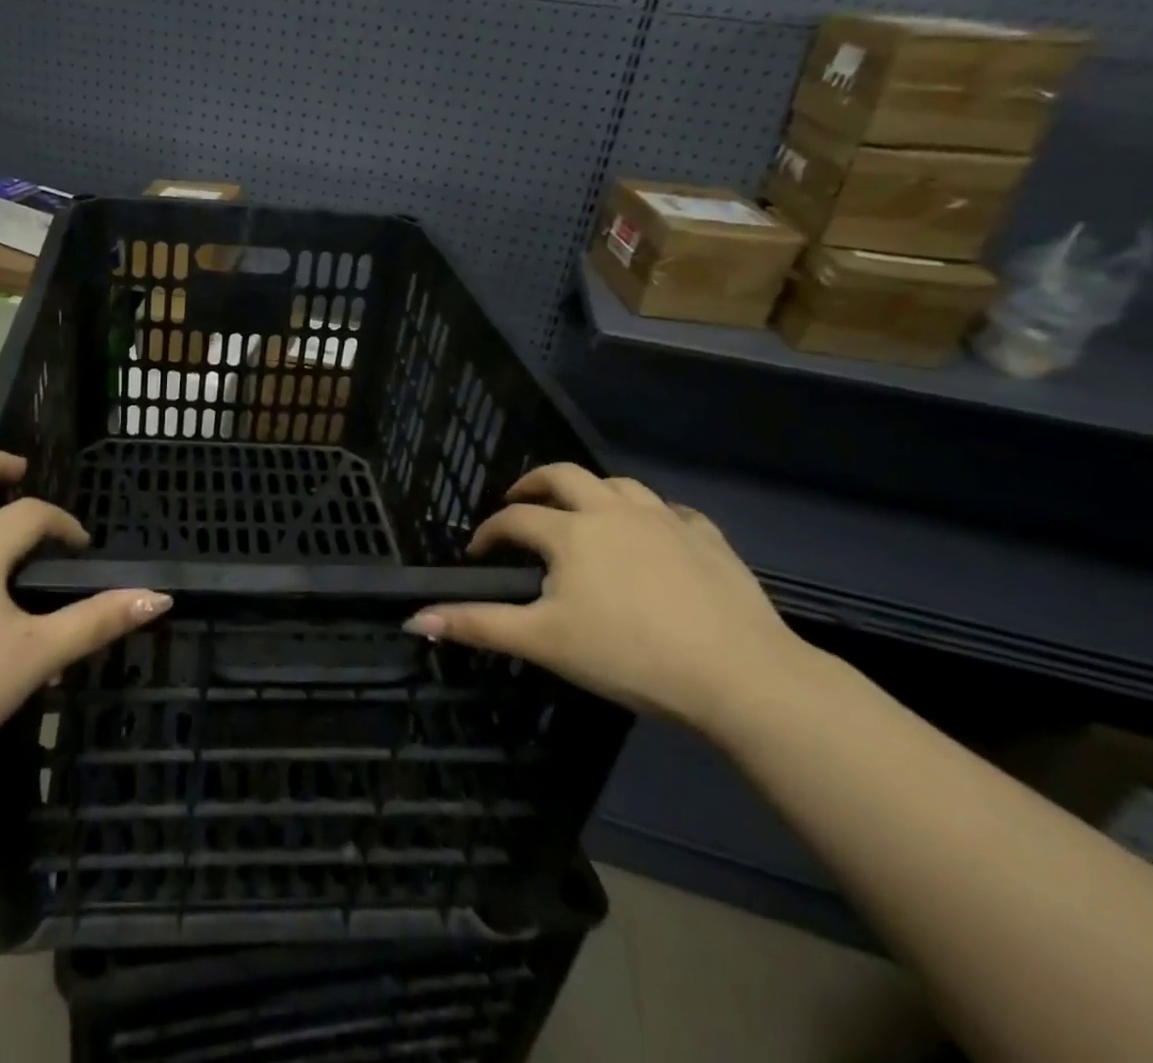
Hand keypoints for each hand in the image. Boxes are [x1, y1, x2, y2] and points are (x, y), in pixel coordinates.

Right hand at [405, 463, 806, 733]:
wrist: (739, 675)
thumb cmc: (629, 655)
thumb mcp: (543, 642)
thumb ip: (478, 625)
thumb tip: (413, 620)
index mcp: (570, 532)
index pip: (515, 518)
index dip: (490, 530)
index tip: (478, 551)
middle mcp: (613, 511)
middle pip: (564, 476)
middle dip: (535, 484)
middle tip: (520, 500)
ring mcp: (665, 520)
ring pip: (619, 484)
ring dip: (591, 491)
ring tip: (582, 511)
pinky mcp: (708, 539)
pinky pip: (673, 511)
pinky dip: (651, 514)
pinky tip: (652, 533)